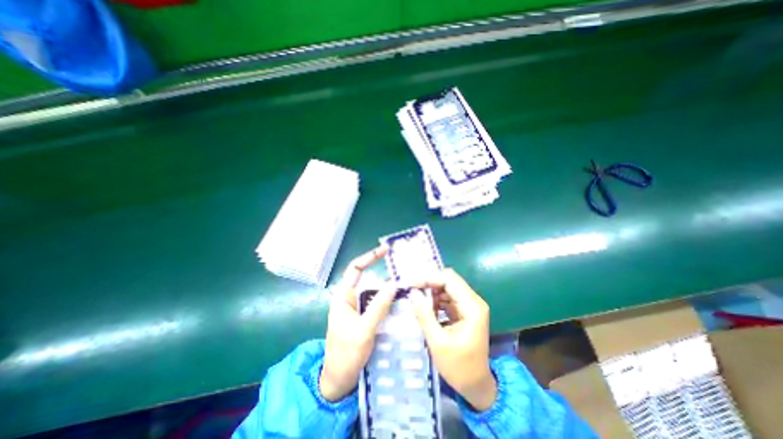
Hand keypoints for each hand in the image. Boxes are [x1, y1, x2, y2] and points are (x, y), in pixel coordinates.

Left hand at [318, 246, 394, 402]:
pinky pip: (378, 303)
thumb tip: (393, 284)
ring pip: (374, 291)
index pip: (355, 269)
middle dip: (383, 271)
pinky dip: (388, 299)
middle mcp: (350, 298)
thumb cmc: (346, 355)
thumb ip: (378, 307)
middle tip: (402, 267)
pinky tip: (401, 300)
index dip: (370, 257)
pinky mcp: (365, 317)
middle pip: (367, 278)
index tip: (385, 250)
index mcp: (343, 296)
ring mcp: (358, 308)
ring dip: (388, 287)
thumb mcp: (363, 330)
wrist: (338, 381)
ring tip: (405, 282)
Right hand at [411, 268, 493, 410]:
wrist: (476, 386)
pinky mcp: (465, 310)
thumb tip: (412, 293)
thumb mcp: (438, 342)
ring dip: (431, 291)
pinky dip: (435, 299)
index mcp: (472, 307)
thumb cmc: (458, 367)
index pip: (450, 280)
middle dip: (429, 283)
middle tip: (411, 289)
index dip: (430, 278)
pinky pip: (448, 297)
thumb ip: (424, 315)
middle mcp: (474, 301)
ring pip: (447, 287)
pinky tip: (425, 307)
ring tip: (416, 298)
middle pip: (449, 280)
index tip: (411, 284)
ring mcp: (470, 305)